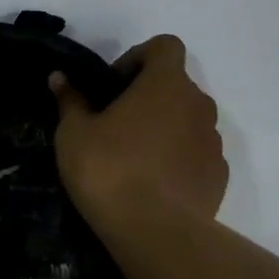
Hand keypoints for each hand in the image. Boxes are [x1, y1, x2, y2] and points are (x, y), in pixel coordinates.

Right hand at [50, 35, 227, 229]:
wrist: (155, 232)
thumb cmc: (108, 169)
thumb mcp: (73, 133)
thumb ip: (70, 100)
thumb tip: (60, 77)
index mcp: (165, 84)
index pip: (165, 46)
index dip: (138, 57)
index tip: (113, 85)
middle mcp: (198, 105)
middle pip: (175, 85)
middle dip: (147, 96)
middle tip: (114, 122)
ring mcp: (213, 141)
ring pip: (187, 120)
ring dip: (163, 127)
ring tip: (131, 156)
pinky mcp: (218, 175)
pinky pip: (195, 153)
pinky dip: (176, 157)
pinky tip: (150, 182)